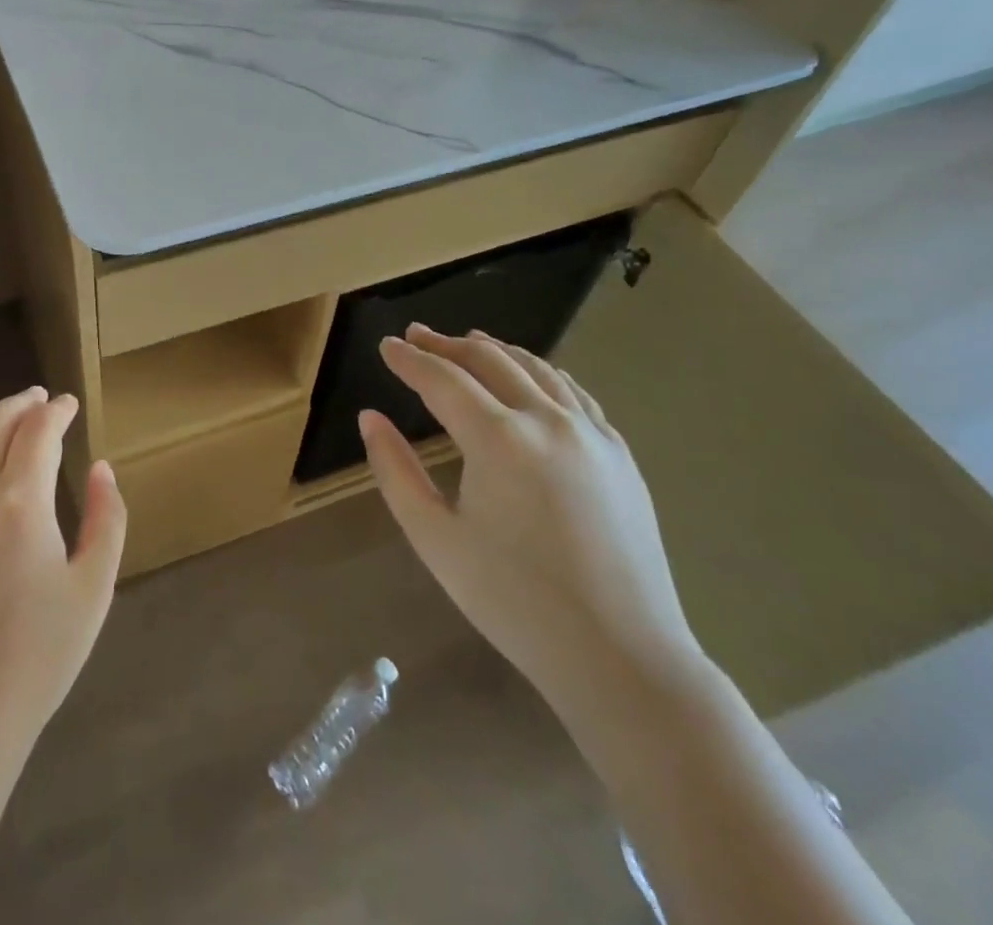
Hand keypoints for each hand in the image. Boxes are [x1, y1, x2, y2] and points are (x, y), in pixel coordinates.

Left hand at [0, 388, 126, 763]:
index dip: (57, 410)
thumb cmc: (37, 655)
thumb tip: (101, 468)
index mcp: (20, 500)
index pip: (38, 431)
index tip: (71, 404)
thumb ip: (106, 519)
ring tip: (1, 419)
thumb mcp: (93, 588)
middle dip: (19, 404)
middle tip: (39, 399)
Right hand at [360, 326, 702, 715]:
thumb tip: (370, 418)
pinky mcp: (620, 455)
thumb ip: (395, 471)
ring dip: (496, 351)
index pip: (442, 379)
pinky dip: (541, 374)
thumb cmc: (514, 601)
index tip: (385, 345)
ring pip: (537, 369)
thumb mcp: (434, 539)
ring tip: (468, 343)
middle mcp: (548, 421)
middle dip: (447, 345)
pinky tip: (531, 378)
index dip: (409, 359)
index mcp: (499, 439)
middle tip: (417, 336)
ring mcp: (592, 435)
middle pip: (490, 360)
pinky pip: (574, 394)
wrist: (622, 657)